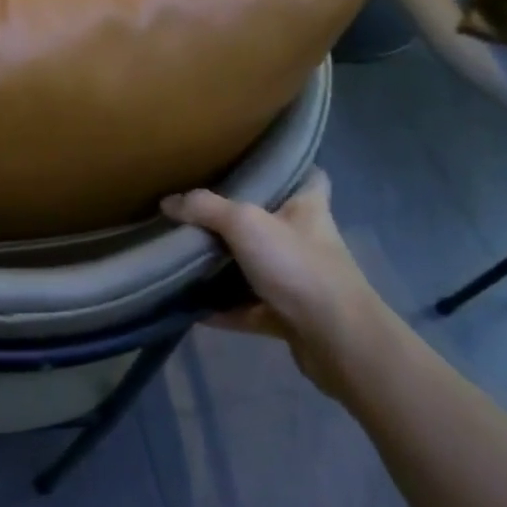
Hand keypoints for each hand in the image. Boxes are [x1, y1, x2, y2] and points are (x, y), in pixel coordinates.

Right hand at [162, 169, 392, 398]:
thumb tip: (168, 202)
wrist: (338, 342)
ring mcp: (299, 280)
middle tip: (197, 209)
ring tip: (185, 254)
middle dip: (237, 219)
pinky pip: (248, 307)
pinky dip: (222, 308)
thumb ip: (204, 208)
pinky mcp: (289, 316)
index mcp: (307, 207)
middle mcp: (306, 240)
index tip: (253, 164)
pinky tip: (190, 305)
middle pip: (270, 221)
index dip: (286, 168)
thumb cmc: (298, 266)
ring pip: (256, 266)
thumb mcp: (245, 224)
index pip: (307, 175)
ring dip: (227, 266)